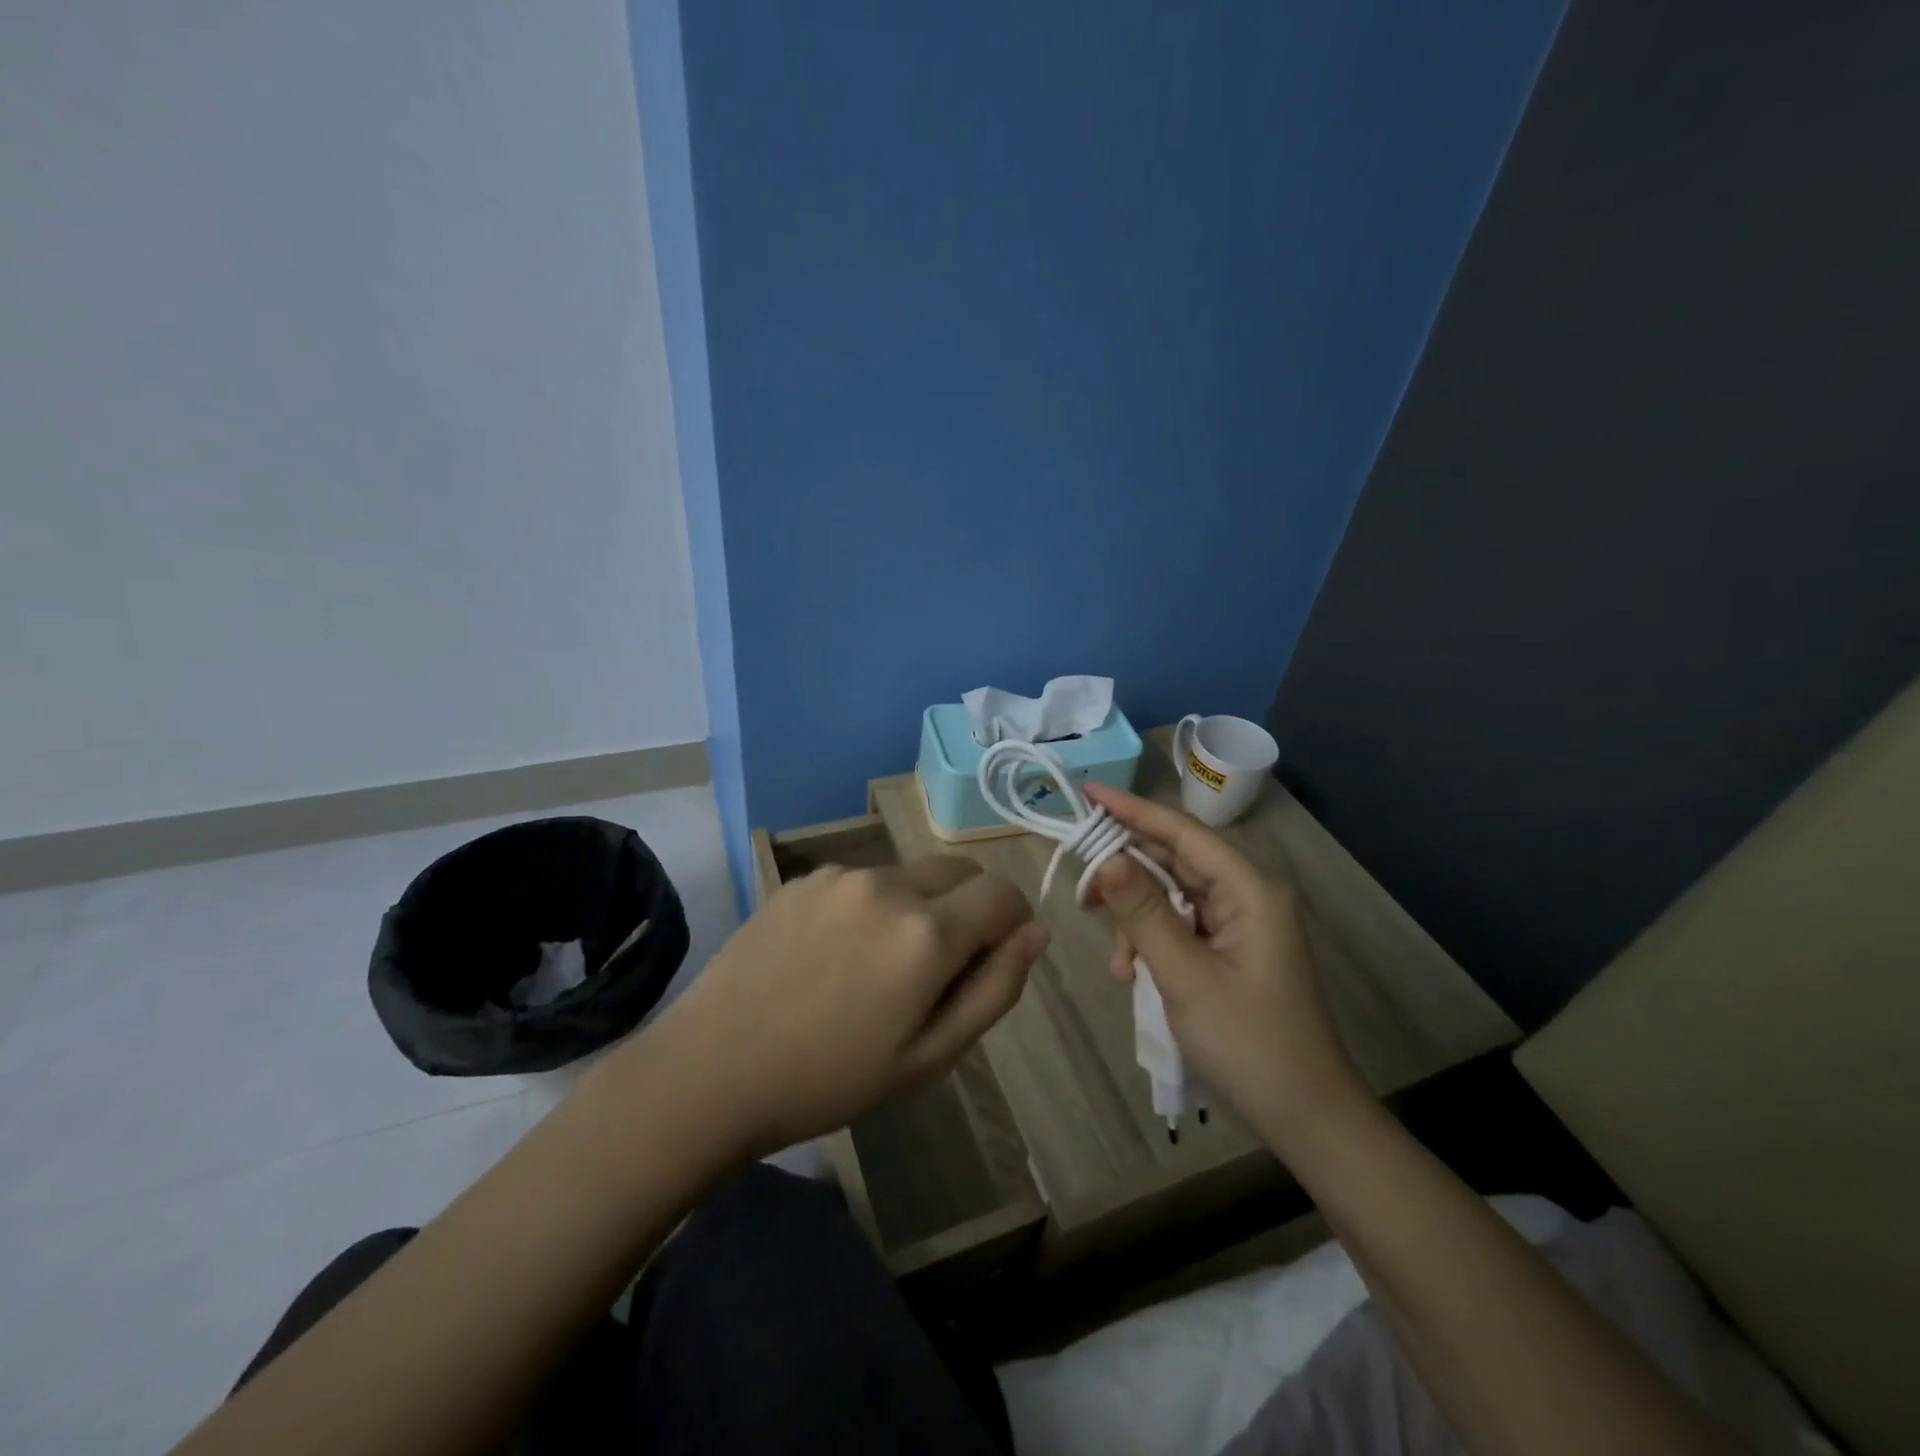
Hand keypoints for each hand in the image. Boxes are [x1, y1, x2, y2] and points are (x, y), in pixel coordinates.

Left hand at [634, 857, 1047, 1160]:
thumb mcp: (930, 1056)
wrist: (711, 1069)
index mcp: (927, 931)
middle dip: (968, 908)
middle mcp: (888, 884)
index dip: (1012, 922)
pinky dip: (869, 908)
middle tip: (936, 970)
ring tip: (872, 970)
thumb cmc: (830, 1079)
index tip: (992, 958)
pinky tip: (830, 957)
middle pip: (959, 871)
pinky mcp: (802, 878)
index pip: (1002, 893)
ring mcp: (840, 875)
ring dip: (916, 908)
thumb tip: (1035, 932)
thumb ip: (995, 989)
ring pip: (909, 876)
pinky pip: (860, 881)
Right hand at [1082, 783, 1369, 1145]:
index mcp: (1250, 890)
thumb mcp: (1185, 976)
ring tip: (1116, 960)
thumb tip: (1105, 857)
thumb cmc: (1249, 1044)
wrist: (1306, 1117)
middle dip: (1126, 870)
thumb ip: (1143, 912)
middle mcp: (1248, 895)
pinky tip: (1134, 974)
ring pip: (1173, 895)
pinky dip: (1153, 940)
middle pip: (1176, 859)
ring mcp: (1242, 923)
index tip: (1087, 793)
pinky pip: (1182, 924)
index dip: (1132, 810)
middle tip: (1081, 882)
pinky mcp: (1232, 948)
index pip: (1182, 832)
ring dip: (1137, 918)